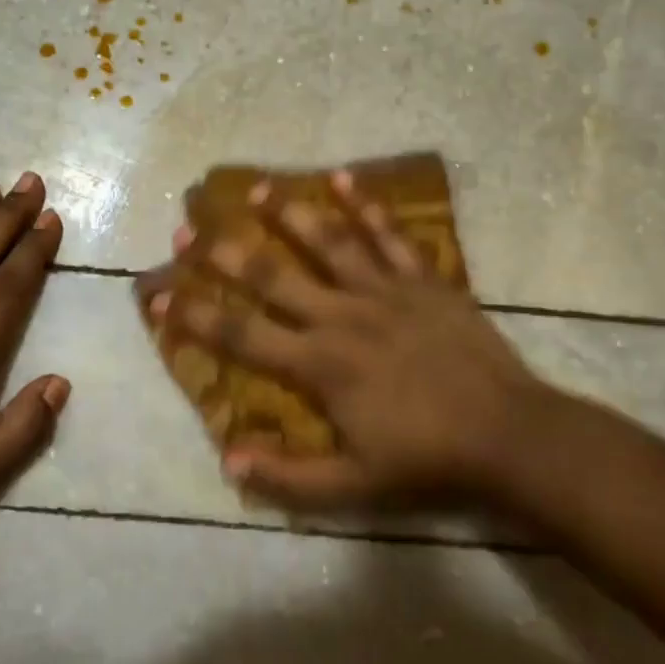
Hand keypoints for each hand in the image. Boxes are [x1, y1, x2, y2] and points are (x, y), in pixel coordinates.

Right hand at [150, 172, 560, 512]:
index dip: (193, 315)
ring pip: (327, 242)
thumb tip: (228, 461)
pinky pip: (390, 235)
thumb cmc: (427, 461)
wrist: (509, 436)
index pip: (241, 336)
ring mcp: (384, 292)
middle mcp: (341, 317)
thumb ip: (289, 478)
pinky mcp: (422, 280)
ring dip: (288, 213)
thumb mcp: (355, 487)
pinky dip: (366, 205)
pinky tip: (342, 176)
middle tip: (188, 228)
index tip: (155, 293)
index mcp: (319, 365)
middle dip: (224, 253)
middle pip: (272, 277)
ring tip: (254, 188)